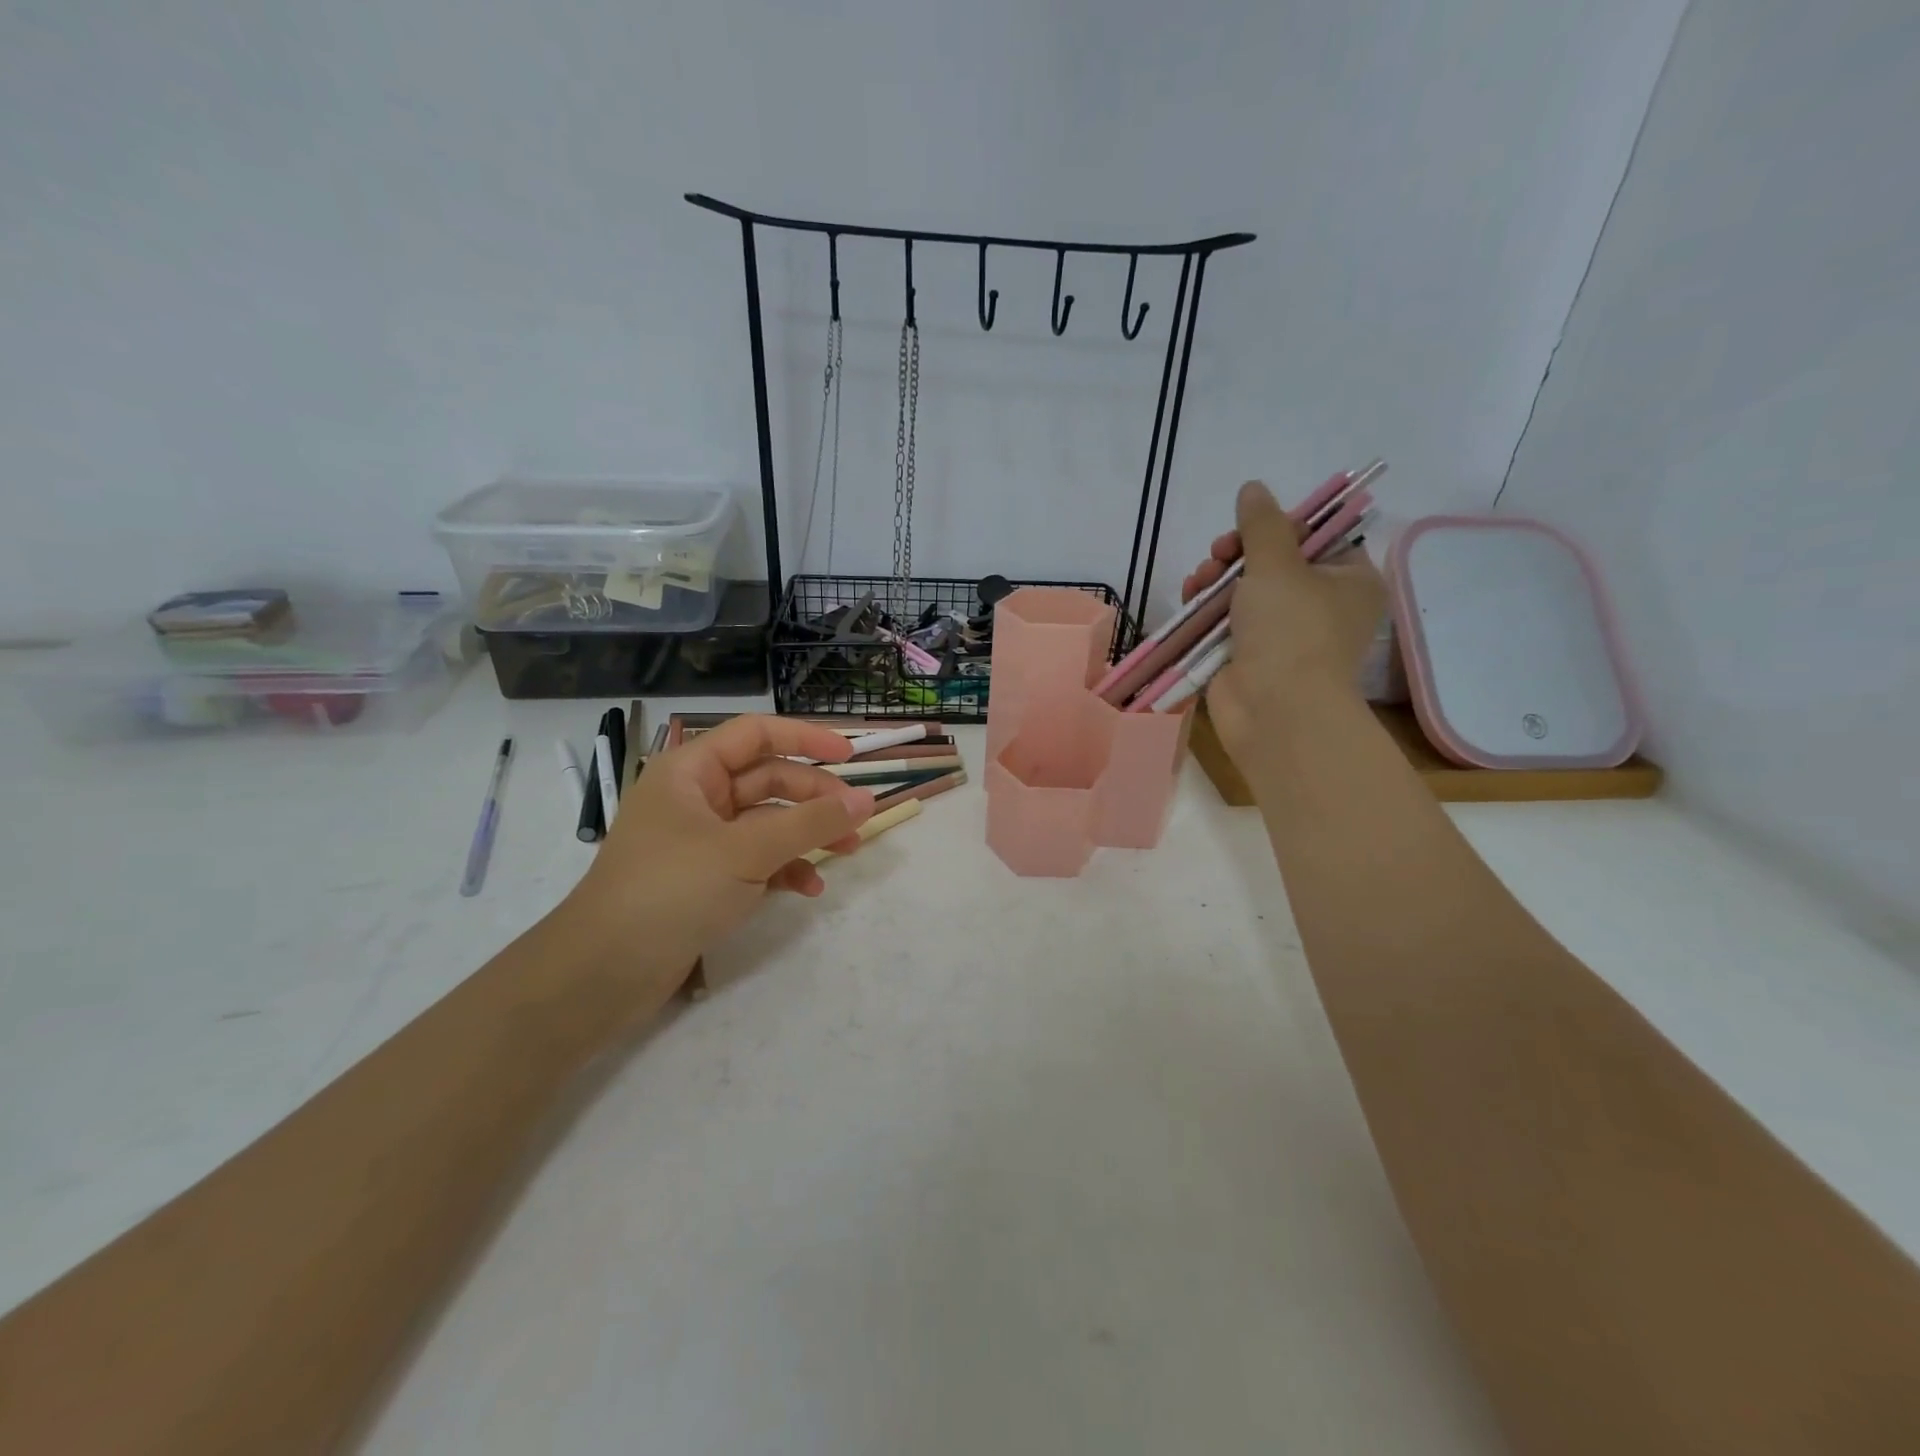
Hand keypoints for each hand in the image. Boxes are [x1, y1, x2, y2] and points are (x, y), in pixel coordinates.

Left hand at [560, 715, 875, 999]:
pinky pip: (756, 860)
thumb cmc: (672, 889)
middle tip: (856, 819)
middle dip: (814, 797)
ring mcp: (700, 840)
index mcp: (691, 771)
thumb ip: (810, 823)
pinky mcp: (705, 878)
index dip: (805, 737)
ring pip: (767, 822)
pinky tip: (808, 889)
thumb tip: (866, 799)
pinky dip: (784, 869)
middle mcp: (695, 797)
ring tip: (846, 852)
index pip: (756, 734)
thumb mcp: (747, 851)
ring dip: (807, 834)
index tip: (849, 755)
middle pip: (768, 779)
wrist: (603, 972)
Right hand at [1181, 479, 1386, 760]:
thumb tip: (1253, 487)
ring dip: (1217, 577)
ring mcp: (1284, 633)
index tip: (1250, 526)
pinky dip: (1208, 606)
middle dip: (1238, 552)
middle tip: (1219, 553)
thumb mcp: (1278, 565)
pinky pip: (1227, 618)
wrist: (1274, 710)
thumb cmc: (1291, 630)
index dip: (1280, 526)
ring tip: (1200, 578)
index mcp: (1349, 580)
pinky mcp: (1250, 654)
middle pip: (1275, 561)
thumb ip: (1262, 524)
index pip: (1316, 537)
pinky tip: (1190, 596)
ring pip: (1245, 589)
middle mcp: (1321, 605)